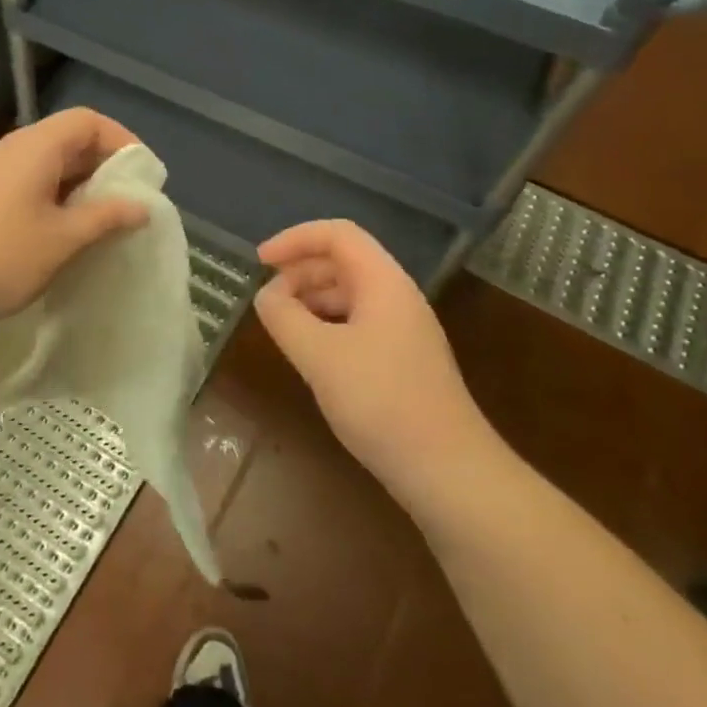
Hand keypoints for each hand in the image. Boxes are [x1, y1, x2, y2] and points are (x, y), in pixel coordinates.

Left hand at [0, 108, 149, 334]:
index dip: (122, 141)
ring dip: (76, 187)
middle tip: (125, 205)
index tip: (142, 178)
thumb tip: (142, 205)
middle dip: (102, 168)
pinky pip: (26, 183)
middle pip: (68, 139)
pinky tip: (55, 235)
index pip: (88, 120)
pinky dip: (51, 199)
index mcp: (36, 147)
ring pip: (46, 165)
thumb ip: (106, 218)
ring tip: (96, 223)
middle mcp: (12, 148)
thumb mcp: (62, 240)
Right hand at [254, 220, 508, 515]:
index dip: (294, 239)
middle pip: (343, 262)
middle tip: (266, 300)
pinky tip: (309, 354)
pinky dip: (325, 326)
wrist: (448, 471)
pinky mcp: (401, 361)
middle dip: (299, 271)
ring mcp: (402, 330)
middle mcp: (397, 297)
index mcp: (383, 282)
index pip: (337, 235)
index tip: (259, 262)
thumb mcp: (319, 355)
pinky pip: (356, 324)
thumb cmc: (381, 401)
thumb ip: (284, 316)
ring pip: (349, 294)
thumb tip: (266, 295)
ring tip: (281, 325)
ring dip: (310, 299)